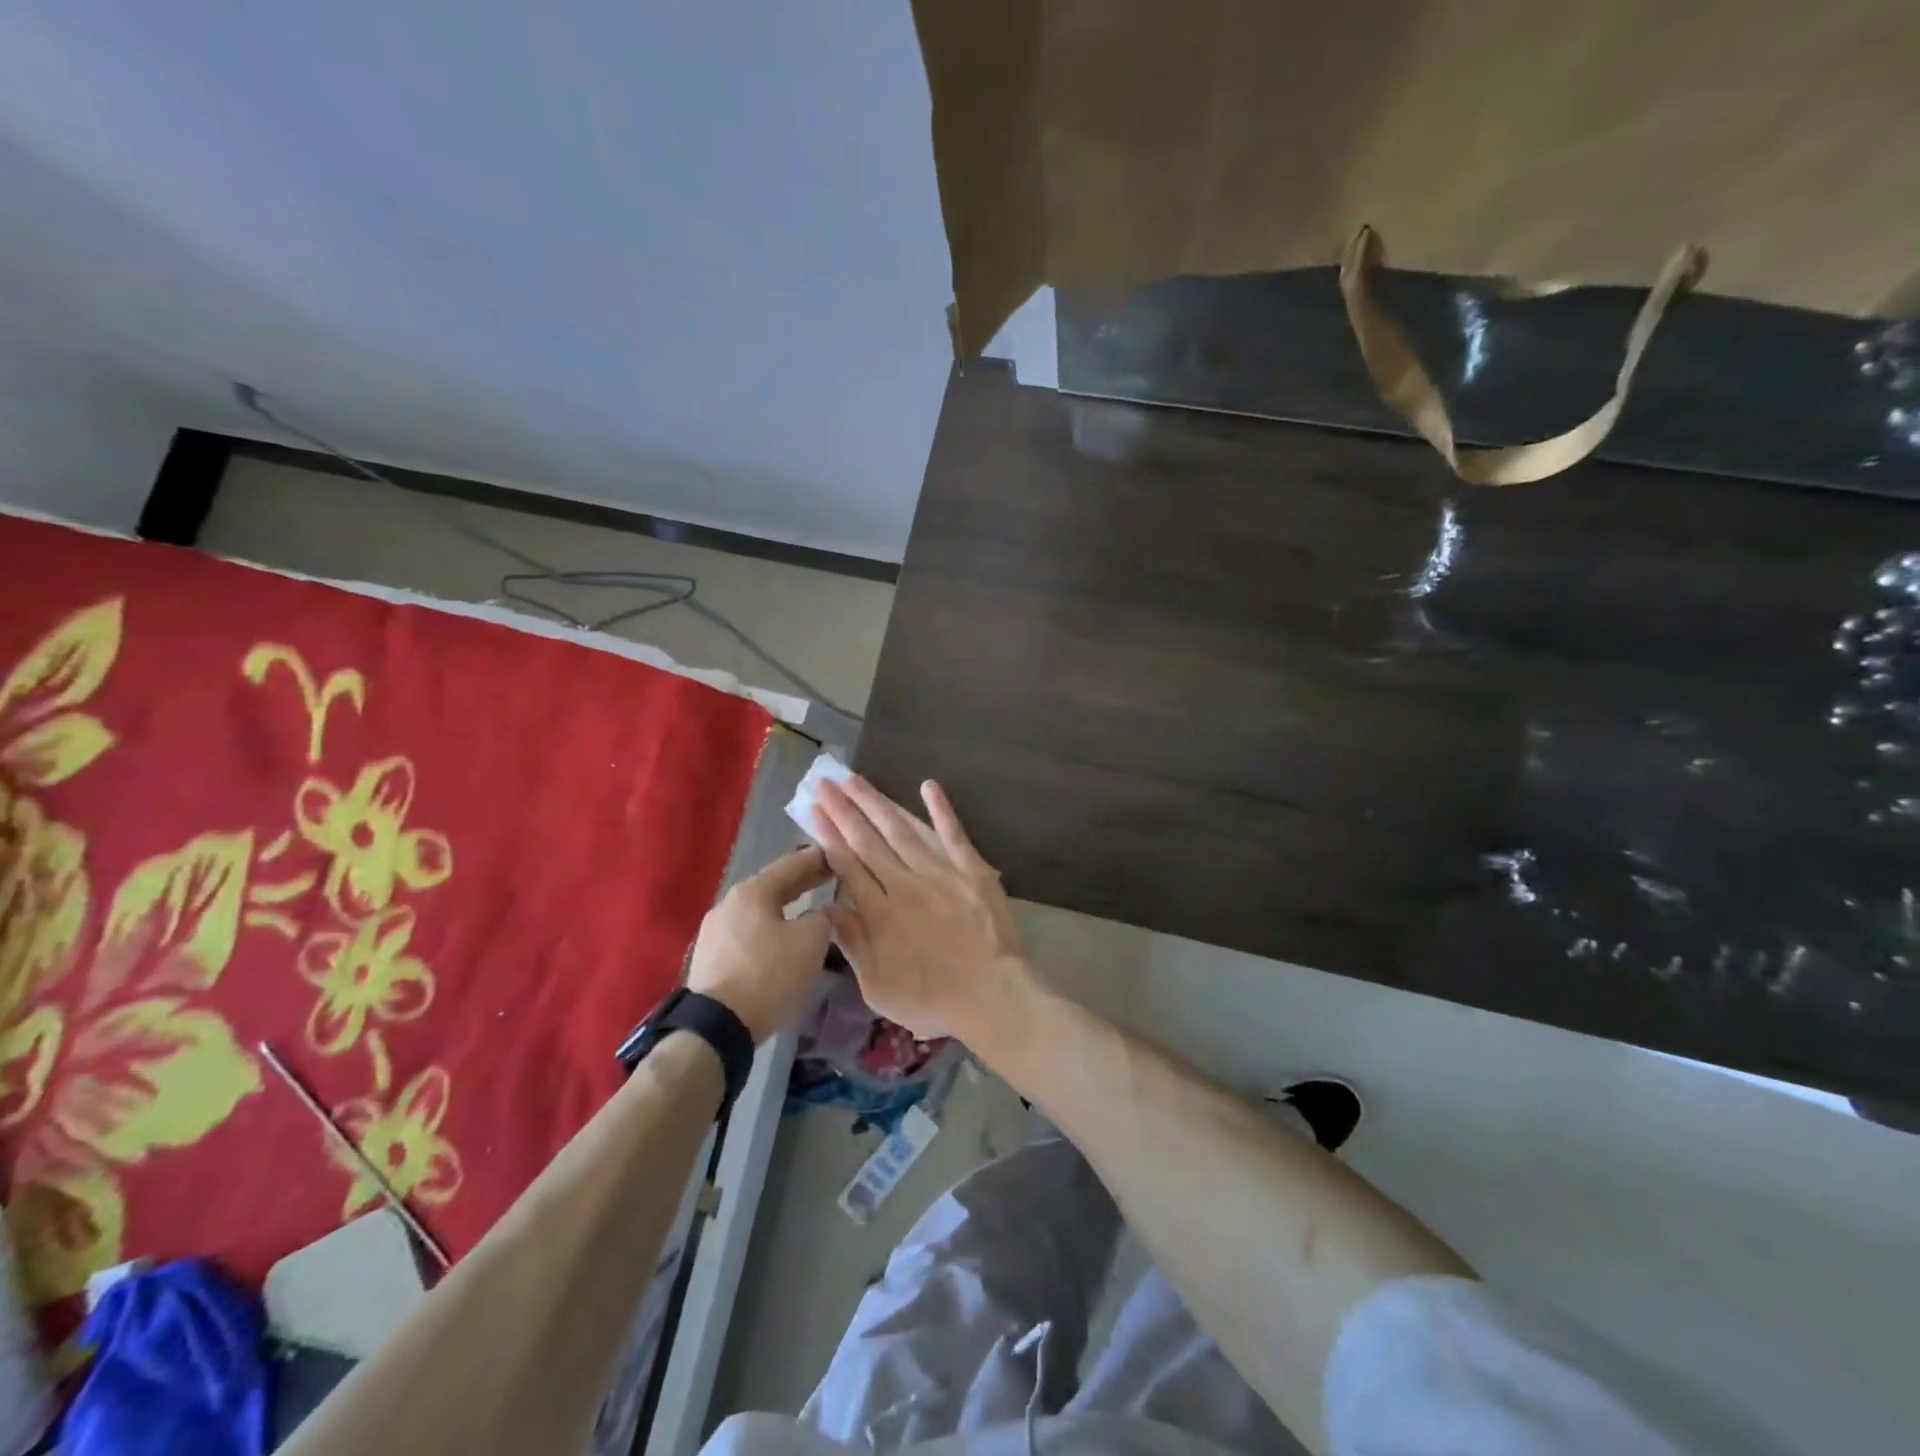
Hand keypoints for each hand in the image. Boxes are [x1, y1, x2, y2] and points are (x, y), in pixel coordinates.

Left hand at [686, 847, 833, 1042]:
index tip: (838, 854)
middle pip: (773, 886)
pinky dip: (770, 930)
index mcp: (752, 891)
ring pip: (759, 911)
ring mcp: (715, 932)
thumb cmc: (768, 975)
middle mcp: (729, 904)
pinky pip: (748, 934)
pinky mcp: (710, 959)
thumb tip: (818, 915)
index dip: (818, 858)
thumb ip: (822, 918)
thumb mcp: (811, 942)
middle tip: (829, 877)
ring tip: (808, 911)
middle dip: (802, 882)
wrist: (716, 1027)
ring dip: (785, 909)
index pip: (792, 864)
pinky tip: (782, 940)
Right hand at [812, 776, 1026, 1039]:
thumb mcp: (878, 988)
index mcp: (880, 913)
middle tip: (826, 782)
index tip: (813, 810)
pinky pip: (953, 834)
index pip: (847, 865)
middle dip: (844, 810)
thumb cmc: (933, 1000)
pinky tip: (928, 785)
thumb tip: (827, 907)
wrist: (993, 996)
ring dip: (876, 803)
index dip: (828, 836)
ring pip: (901, 830)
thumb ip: (852, 944)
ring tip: (855, 780)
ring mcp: (940, 873)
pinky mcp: (971, 870)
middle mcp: (905, 885)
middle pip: (868, 841)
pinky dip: (940, 809)